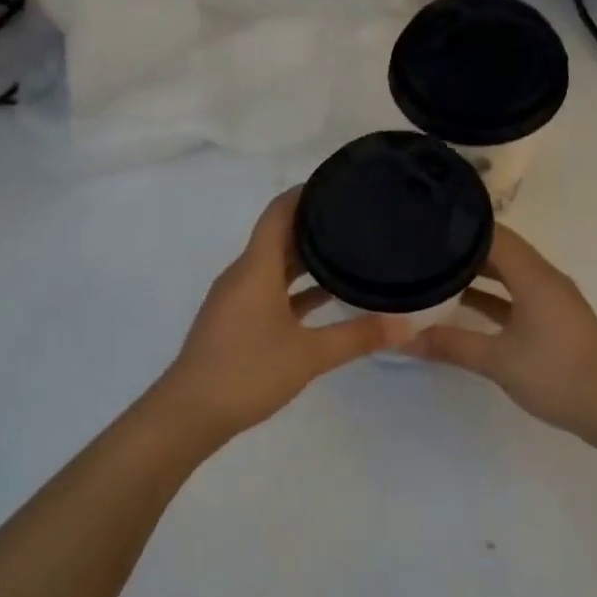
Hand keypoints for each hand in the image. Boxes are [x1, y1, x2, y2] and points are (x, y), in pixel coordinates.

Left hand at [158, 188, 412, 437]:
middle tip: (355, 218)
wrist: (190, 413)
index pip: (278, 213)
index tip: (337, 184)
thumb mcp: (310, 355)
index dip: (304, 193)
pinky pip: (268, 290)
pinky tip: (324, 298)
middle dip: (313, 225)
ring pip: (274, 266)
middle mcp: (243, 276)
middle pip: (278, 237)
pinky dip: (294, 288)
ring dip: (305, 259)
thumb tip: (407, 323)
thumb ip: (358, 336)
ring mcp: (236, 299)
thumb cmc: (248, 372)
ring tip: (347, 252)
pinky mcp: (235, 321)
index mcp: (255, 269)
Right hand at [403, 226, 596, 439]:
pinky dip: (491, 295)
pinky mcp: (552, 319)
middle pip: (501, 251)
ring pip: (509, 274)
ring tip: (435, 272)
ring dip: (477, 273)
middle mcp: (545, 279)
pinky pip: (516, 294)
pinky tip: (463, 306)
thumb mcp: (497, 361)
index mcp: (535, 277)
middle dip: (463, 249)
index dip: (460, 228)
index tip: (426, 226)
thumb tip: (403, 340)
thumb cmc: (556, 375)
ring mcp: (551, 299)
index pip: (494, 236)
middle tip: (423, 248)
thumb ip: (451, 345)